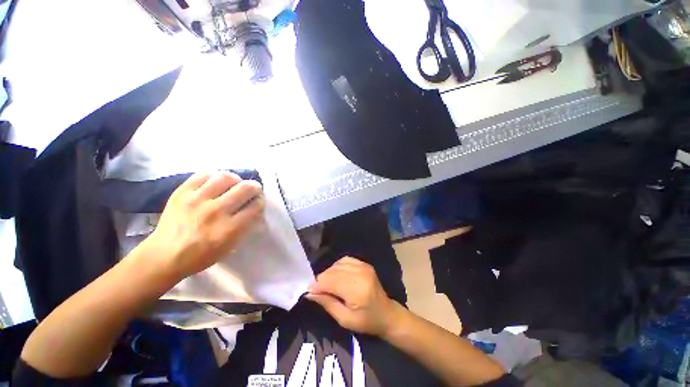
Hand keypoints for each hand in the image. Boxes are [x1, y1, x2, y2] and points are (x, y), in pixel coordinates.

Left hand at [141, 171, 264, 278]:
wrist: (163, 255)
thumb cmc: (201, 255)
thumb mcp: (230, 247)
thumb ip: (245, 226)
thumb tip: (255, 209)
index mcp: (229, 229)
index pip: (256, 206)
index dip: (261, 202)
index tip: (259, 201)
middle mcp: (215, 211)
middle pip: (245, 188)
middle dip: (254, 187)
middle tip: (252, 190)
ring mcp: (197, 200)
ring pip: (226, 177)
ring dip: (235, 180)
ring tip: (233, 184)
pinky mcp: (181, 193)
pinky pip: (203, 175)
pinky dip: (214, 176)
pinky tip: (215, 183)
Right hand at [306, 257, 404, 336]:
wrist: (387, 313)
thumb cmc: (367, 321)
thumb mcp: (345, 319)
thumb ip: (327, 303)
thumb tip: (309, 293)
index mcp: (357, 289)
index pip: (330, 281)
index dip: (317, 285)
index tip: (309, 292)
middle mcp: (360, 273)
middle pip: (332, 271)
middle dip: (321, 280)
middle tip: (317, 291)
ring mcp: (363, 266)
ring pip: (337, 264)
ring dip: (328, 273)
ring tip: (327, 285)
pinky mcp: (364, 263)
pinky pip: (345, 260)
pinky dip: (337, 266)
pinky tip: (336, 275)